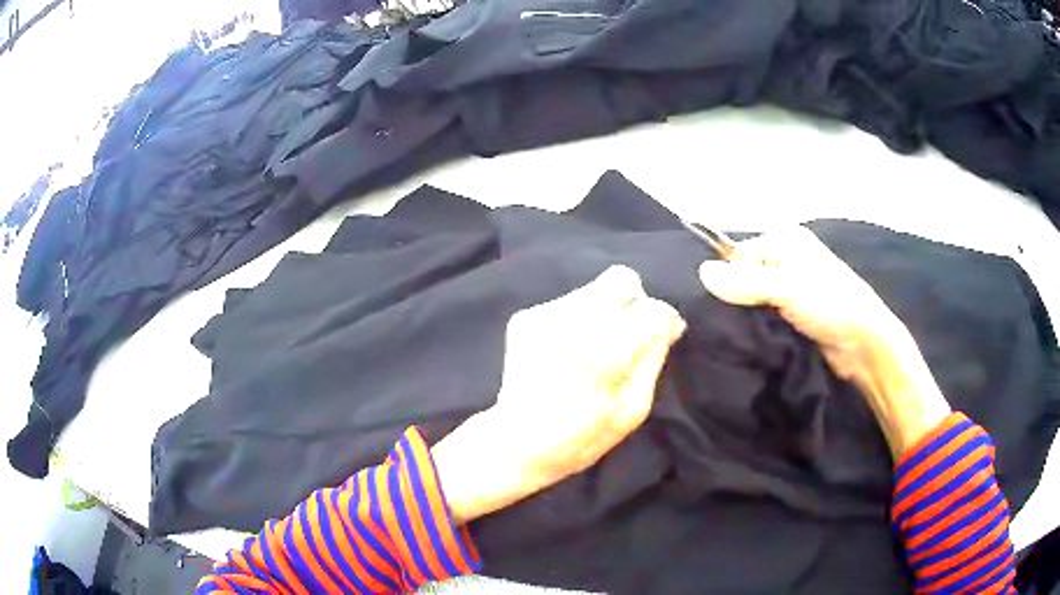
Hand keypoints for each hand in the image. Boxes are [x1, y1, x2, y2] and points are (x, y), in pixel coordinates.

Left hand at [432, 266, 686, 523]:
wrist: (516, 444)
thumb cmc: (582, 438)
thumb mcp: (632, 410)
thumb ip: (653, 359)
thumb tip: (669, 324)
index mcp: (603, 351)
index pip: (651, 308)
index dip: (663, 320)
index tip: (664, 334)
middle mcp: (572, 321)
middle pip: (621, 281)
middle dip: (634, 304)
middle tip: (630, 336)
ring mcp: (544, 315)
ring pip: (594, 290)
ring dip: (605, 312)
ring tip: (595, 349)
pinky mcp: (525, 317)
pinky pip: (568, 303)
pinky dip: (578, 320)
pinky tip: (570, 351)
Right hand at [697, 226, 903, 381]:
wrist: (863, 344)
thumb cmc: (829, 304)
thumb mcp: (787, 288)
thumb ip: (745, 282)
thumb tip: (701, 272)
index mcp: (786, 241)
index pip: (740, 254)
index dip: (728, 277)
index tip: (719, 305)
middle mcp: (788, 259)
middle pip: (746, 275)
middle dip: (735, 297)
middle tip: (726, 321)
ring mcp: (793, 288)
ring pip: (755, 298)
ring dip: (747, 315)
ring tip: (736, 333)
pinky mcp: (795, 313)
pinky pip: (766, 314)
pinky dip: (758, 325)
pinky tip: (751, 338)